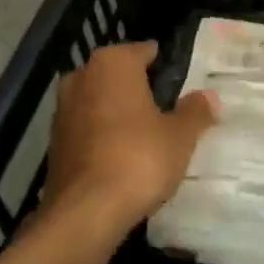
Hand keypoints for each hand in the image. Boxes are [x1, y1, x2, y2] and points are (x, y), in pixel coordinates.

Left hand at [47, 41, 218, 232]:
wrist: (85, 211)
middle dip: (139, 88)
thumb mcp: (180, 136)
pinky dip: (103, 135)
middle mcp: (82, 76)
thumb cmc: (139, 158)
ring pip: (100, 100)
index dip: (165, 67)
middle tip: (168, 110)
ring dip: (119, 112)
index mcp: (113, 63)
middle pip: (119, 75)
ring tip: (147, 135)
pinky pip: (87, 127)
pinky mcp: (54, 140)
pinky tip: (122, 155)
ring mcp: (63, 108)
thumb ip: (195, 111)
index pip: (145, 51)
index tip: (181, 84)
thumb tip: (209, 96)